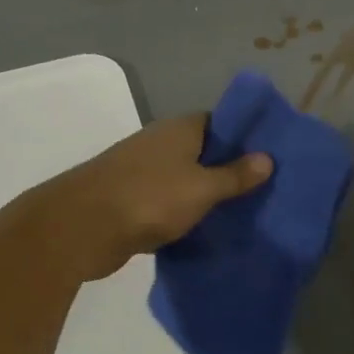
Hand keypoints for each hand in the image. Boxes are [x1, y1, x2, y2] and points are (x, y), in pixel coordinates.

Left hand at [23, 114, 271, 282]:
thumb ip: (235, 175)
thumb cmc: (150, 198)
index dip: (244, 137)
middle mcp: (161, 143)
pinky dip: (186, 213)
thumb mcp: (202, 187)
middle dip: (230, 169)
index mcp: (180, 129)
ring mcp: (143, 172)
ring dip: (208, 194)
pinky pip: (170, 202)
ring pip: (186, 179)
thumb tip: (267, 158)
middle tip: (265, 190)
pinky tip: (208, 230)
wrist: (83, 227)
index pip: (220, 122)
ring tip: (244, 212)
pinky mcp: (132, 200)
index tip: (269, 157)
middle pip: (203, 151)